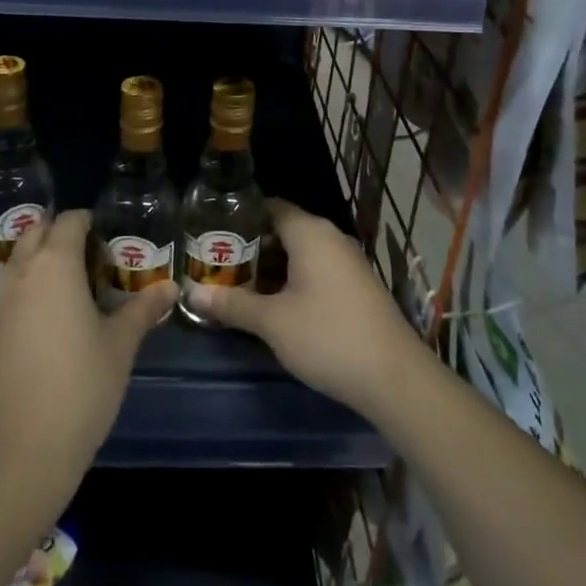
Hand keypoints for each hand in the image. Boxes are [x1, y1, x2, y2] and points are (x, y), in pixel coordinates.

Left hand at [0, 209, 176, 489]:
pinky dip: (26, 286)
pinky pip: (7, 290)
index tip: (109, 235)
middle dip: (60, 233)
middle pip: (36, 231)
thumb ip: (143, 308)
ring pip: (17, 260)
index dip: (89, 221)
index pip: (70, 221)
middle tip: (91, 255)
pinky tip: (47, 317)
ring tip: (70, 285)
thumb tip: (170, 287)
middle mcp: (20, 272)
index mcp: (55, 265)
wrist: (23, 448)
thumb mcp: (121, 344)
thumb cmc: (82, 385)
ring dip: (40, 258)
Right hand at [185, 199, 423, 421]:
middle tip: (213, 263)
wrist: (395, 378)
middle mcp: (330, 238)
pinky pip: (314, 271)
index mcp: (310, 232)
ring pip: (298, 254)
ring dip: (268, 268)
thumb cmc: (328, 337)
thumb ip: (231, 303)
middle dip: (248, 247)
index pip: (268, 207)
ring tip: (233, 285)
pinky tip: (269, 304)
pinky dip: (289, 281)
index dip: (237, 217)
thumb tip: (190, 292)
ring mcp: (346, 263)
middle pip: (282, 230)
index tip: (208, 232)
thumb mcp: (272, 322)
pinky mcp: (354, 287)